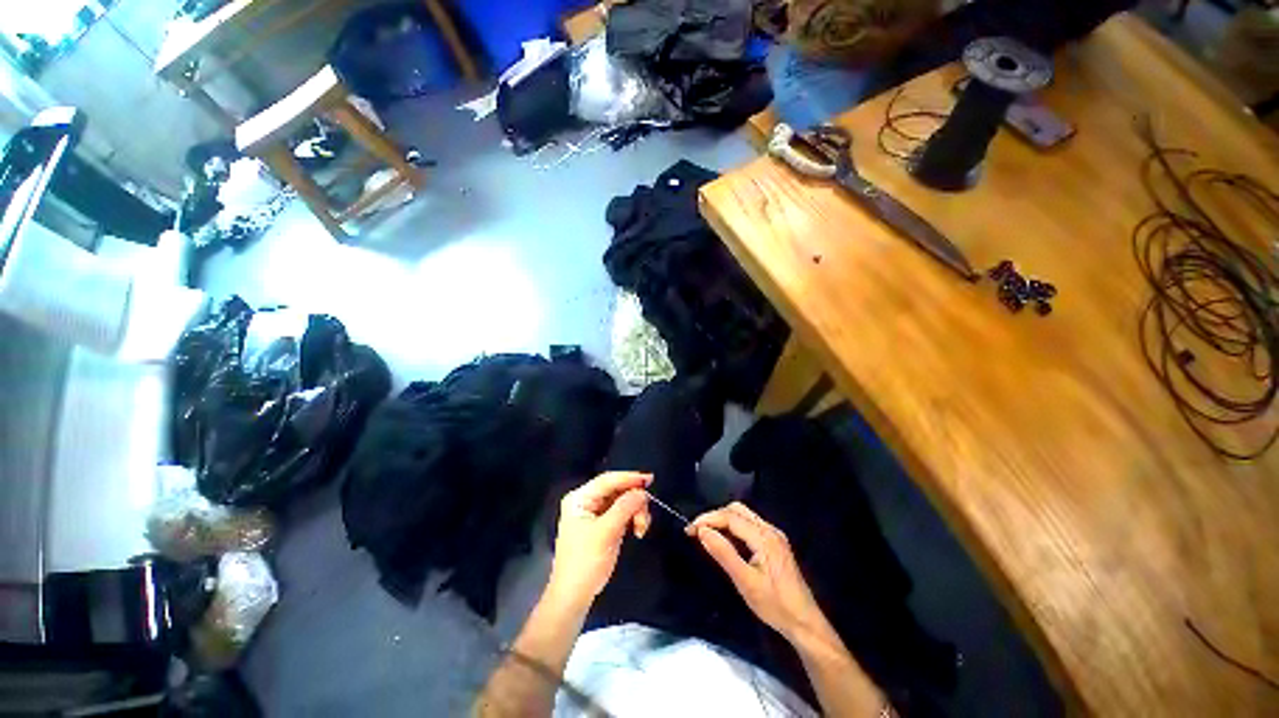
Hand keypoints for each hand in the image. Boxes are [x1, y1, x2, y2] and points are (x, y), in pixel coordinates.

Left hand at [547, 472, 652, 609]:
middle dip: (634, 501)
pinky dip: (632, 519)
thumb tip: (642, 491)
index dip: (629, 478)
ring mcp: (594, 514)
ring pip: (622, 502)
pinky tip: (638, 530)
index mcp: (580, 498)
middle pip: (616, 490)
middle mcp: (586, 501)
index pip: (607, 480)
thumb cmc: (585, 562)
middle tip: (646, 516)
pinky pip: (621, 513)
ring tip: (641, 529)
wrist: (573, 597)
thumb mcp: (606, 532)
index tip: (650, 479)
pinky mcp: (602, 526)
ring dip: (635, 512)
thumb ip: (625, 507)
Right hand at [688, 502, 828, 642]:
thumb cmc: (775, 605)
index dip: (708, 519)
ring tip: (708, 536)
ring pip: (744, 516)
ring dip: (724, 521)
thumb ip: (723, 553)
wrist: (805, 622)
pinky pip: (750, 525)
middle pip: (737, 510)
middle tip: (698, 532)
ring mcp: (774, 535)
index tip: (690, 529)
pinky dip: (734, 528)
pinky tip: (726, 542)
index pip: (730, 516)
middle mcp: (770, 530)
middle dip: (715, 517)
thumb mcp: (745, 582)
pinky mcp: (775, 543)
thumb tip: (702, 531)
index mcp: (764, 537)